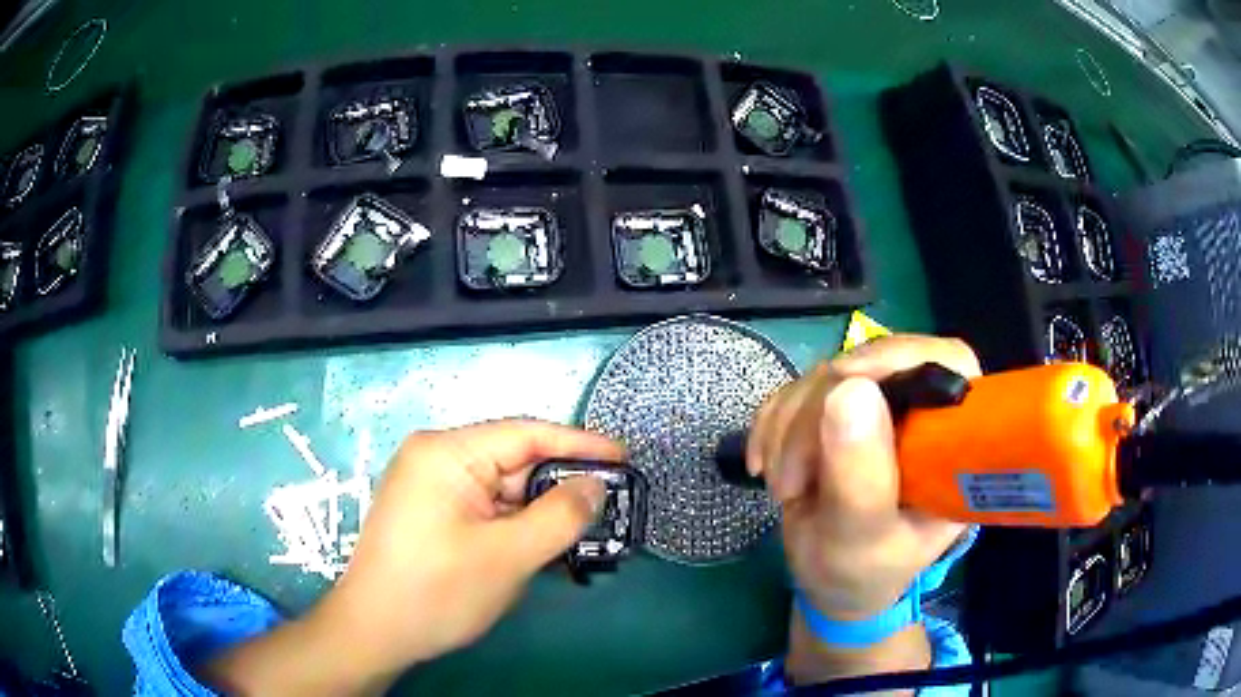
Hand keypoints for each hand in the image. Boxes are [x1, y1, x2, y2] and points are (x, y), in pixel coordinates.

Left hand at [204, 419, 622, 695]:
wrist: (375, 632)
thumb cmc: (436, 592)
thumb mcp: (507, 556)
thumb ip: (559, 516)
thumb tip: (595, 486)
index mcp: (447, 452)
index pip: (526, 434)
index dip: (580, 444)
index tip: (625, 458)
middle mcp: (437, 458)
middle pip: (515, 462)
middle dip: (560, 488)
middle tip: (610, 510)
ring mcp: (432, 487)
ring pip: (504, 491)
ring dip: (541, 515)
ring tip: (583, 538)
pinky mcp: (434, 514)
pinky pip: (487, 510)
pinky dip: (518, 528)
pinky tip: (544, 551)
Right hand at [748, 335, 980, 621]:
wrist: (832, 581)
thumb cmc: (862, 571)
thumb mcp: (862, 539)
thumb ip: (861, 477)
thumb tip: (850, 389)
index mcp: (954, 438)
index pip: (946, 362)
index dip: (897, 360)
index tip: (841, 385)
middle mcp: (923, 410)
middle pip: (873, 365)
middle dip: (818, 416)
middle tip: (791, 481)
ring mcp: (880, 404)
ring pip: (828, 375)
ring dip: (788, 428)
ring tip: (784, 489)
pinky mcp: (841, 408)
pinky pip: (798, 388)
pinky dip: (773, 423)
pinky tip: (766, 465)